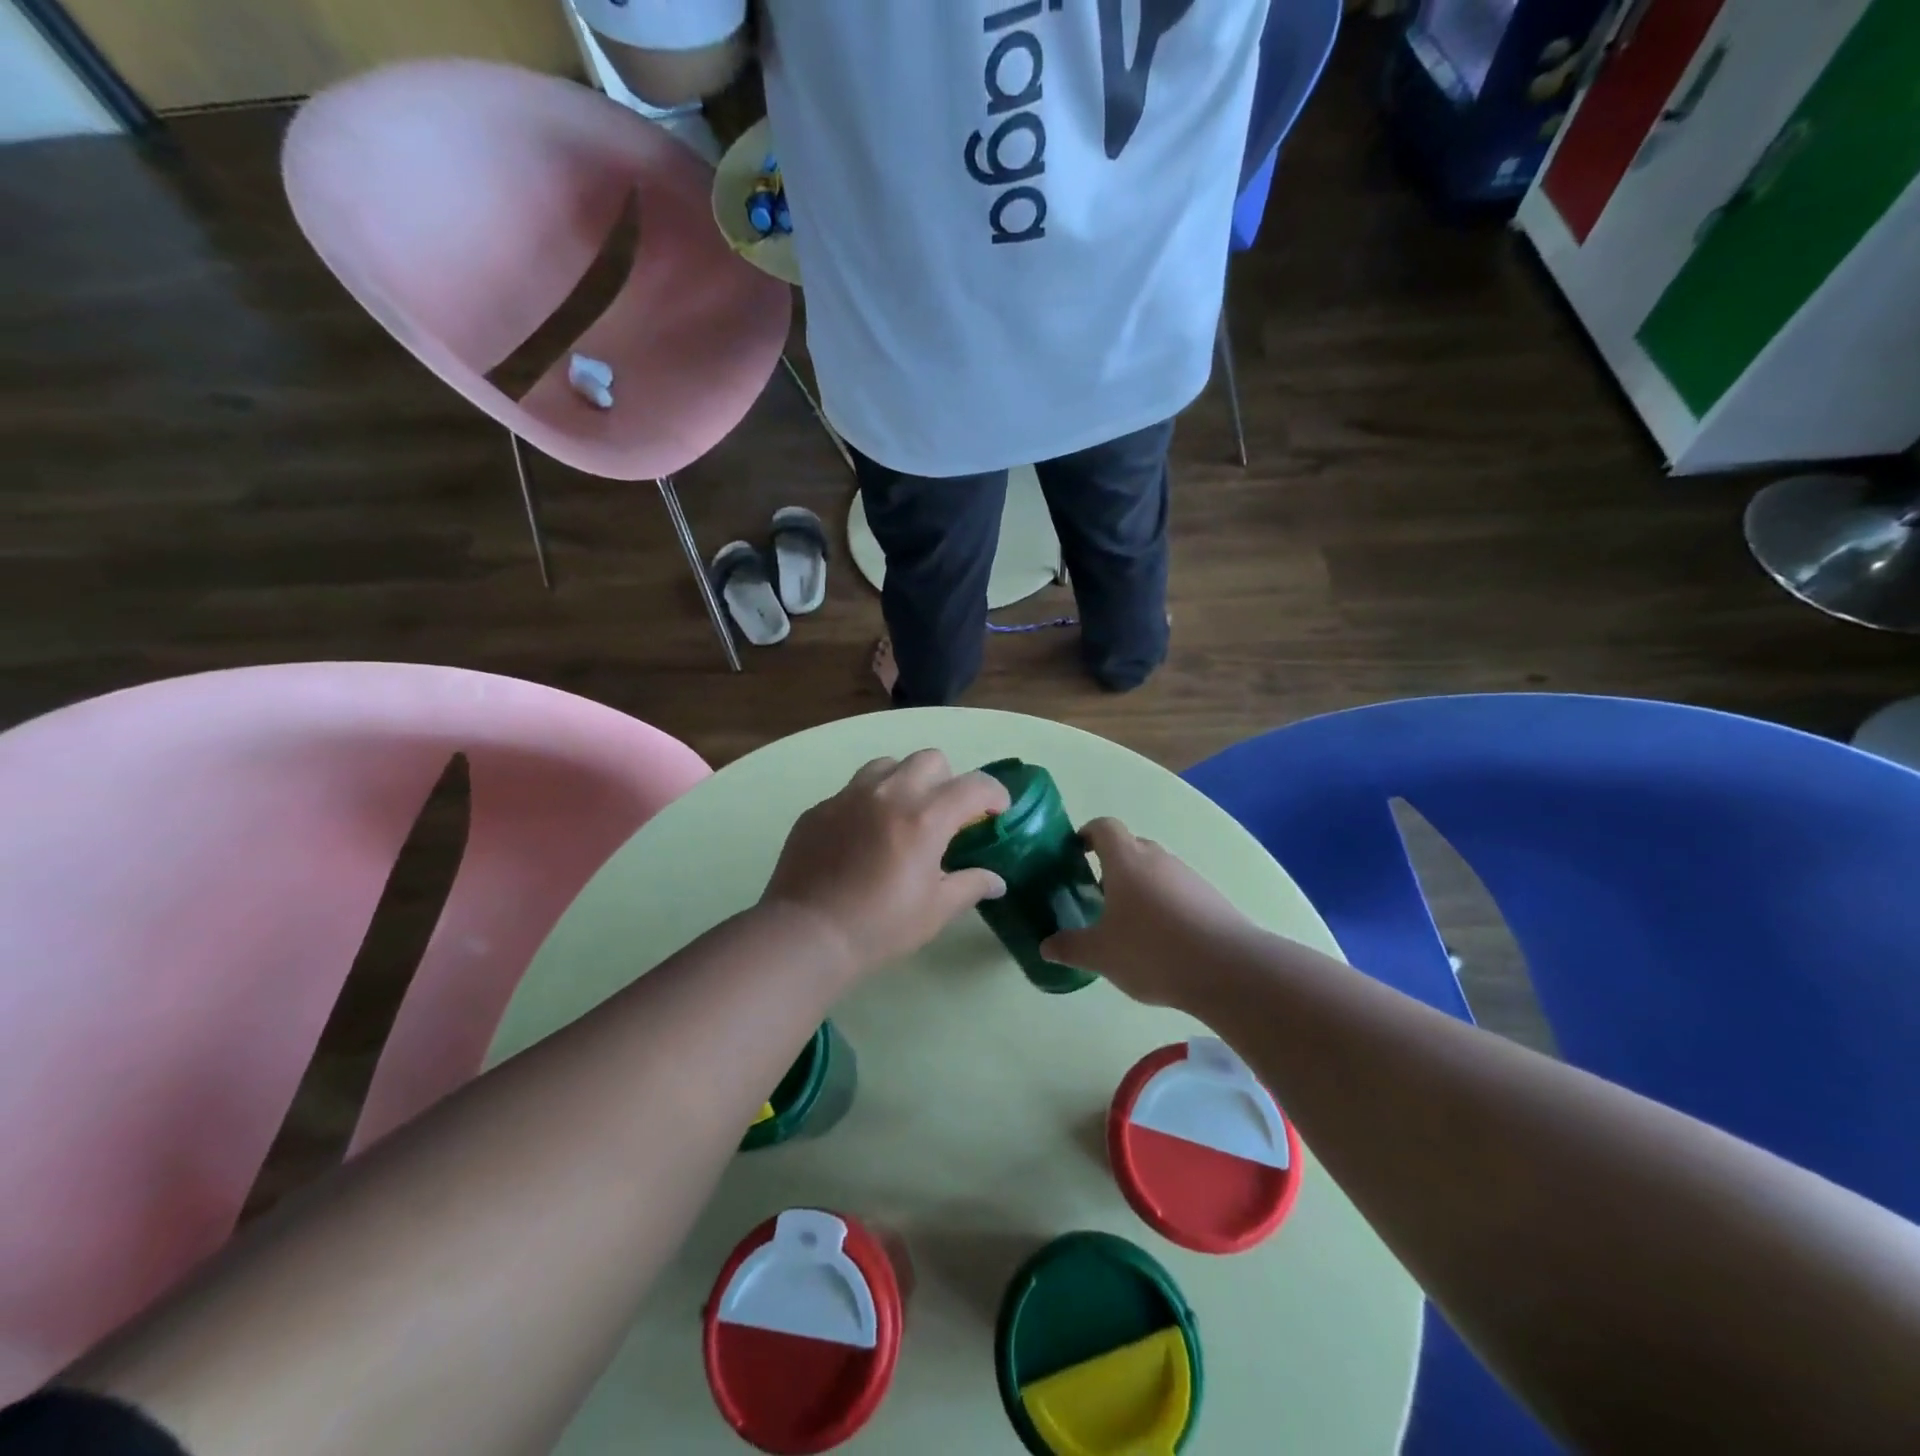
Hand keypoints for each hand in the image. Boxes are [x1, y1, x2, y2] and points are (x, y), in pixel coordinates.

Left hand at [762, 750, 1010, 980]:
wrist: (807, 933)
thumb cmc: (881, 926)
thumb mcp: (936, 910)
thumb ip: (971, 885)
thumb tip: (996, 880)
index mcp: (925, 817)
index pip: (974, 786)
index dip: (995, 794)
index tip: (998, 811)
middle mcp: (889, 793)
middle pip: (931, 759)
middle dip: (948, 781)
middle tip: (946, 815)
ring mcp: (849, 796)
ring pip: (888, 765)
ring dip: (906, 781)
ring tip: (903, 815)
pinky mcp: (820, 808)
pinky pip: (853, 790)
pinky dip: (869, 802)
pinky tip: (863, 837)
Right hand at [1042, 818, 1250, 1006]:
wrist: (1228, 968)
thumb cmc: (1152, 950)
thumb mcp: (1101, 955)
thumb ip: (1071, 947)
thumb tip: (1046, 946)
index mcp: (1126, 860)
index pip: (1104, 827)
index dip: (1087, 834)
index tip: (1075, 853)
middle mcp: (1157, 858)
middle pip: (1130, 848)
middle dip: (1112, 866)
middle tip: (1096, 896)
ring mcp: (1188, 877)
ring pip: (1155, 871)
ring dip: (1140, 888)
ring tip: (1128, 924)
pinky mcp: (1210, 898)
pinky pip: (1178, 891)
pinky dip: (1164, 906)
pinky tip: (1161, 941)